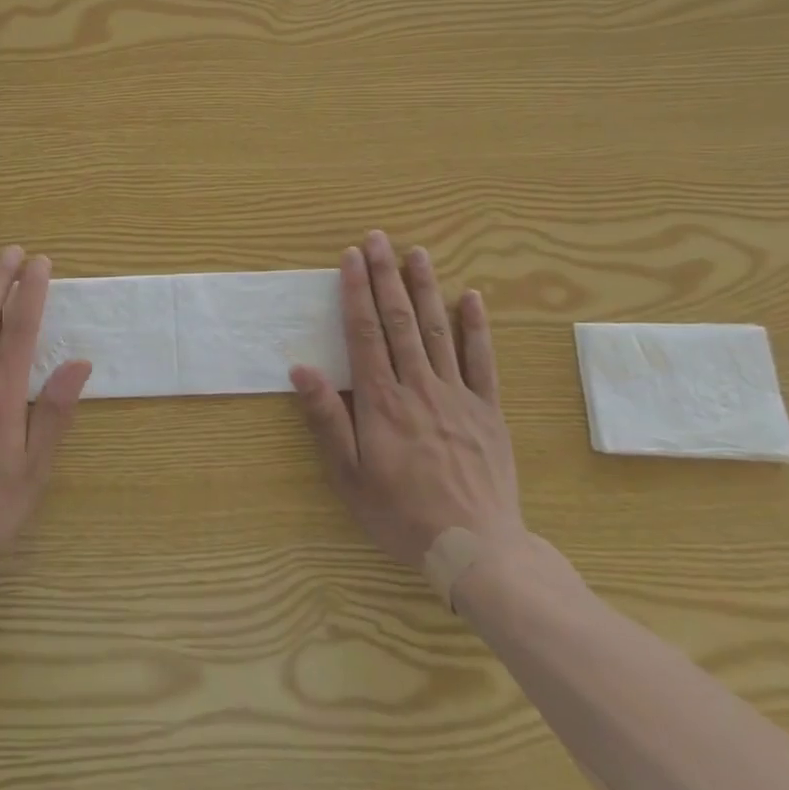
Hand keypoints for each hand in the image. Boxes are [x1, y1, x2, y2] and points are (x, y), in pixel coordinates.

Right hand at [290, 231, 523, 571]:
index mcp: (381, 401)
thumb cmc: (401, 513)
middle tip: (379, 238)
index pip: (365, 333)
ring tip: (417, 252)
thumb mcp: (349, 475)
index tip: (351, 257)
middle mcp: (418, 386)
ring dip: (426, 287)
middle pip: (399, 320)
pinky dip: (476, 326)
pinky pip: (482, 360)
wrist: (476, 551)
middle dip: (386, 275)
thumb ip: (326, 418)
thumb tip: (300, 369)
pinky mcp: (487, 410)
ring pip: (438, 330)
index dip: (356, 292)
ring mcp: (457, 395)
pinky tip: (471, 297)